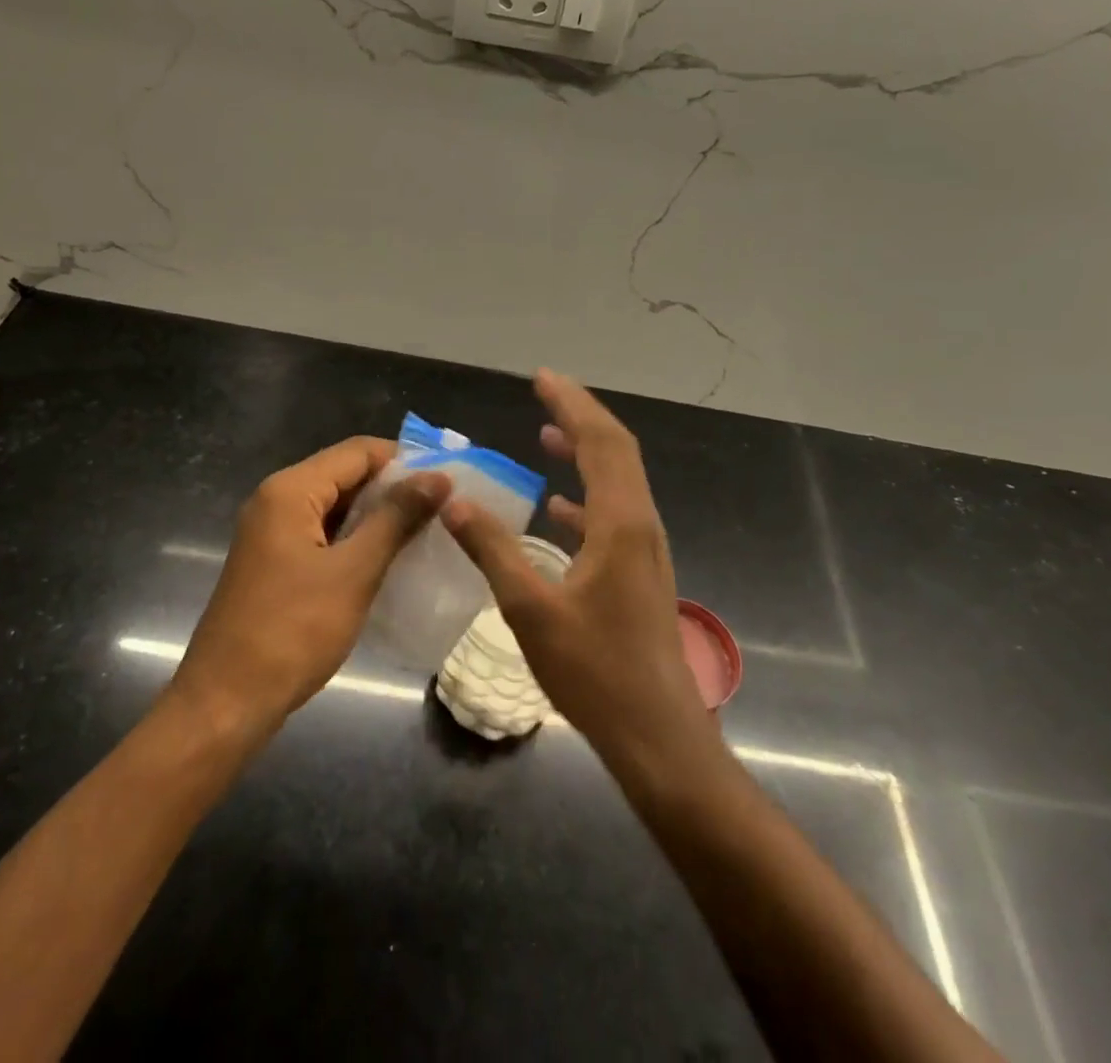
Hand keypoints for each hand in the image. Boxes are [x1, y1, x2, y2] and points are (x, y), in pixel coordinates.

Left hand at [171, 437, 450, 735]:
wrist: (226, 703)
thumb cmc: (292, 632)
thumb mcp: (354, 571)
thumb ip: (396, 518)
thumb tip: (439, 477)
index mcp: (290, 490)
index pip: (358, 451)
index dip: (405, 461)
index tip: (449, 482)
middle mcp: (277, 499)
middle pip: (346, 474)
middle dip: (394, 489)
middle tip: (444, 510)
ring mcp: (272, 532)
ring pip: (336, 506)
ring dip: (378, 516)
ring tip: (427, 533)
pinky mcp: (275, 561)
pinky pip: (324, 534)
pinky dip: (356, 539)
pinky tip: (390, 559)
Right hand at [442, 371, 709, 770]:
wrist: (656, 733)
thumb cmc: (594, 672)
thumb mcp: (531, 609)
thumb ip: (493, 550)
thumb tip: (454, 501)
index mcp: (621, 523)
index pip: (601, 443)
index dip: (572, 405)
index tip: (542, 378)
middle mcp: (640, 524)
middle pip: (616, 451)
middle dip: (581, 416)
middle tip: (544, 391)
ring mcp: (645, 549)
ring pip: (618, 480)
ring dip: (585, 451)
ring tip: (548, 433)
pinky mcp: (640, 571)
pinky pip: (614, 513)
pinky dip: (586, 495)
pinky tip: (558, 506)